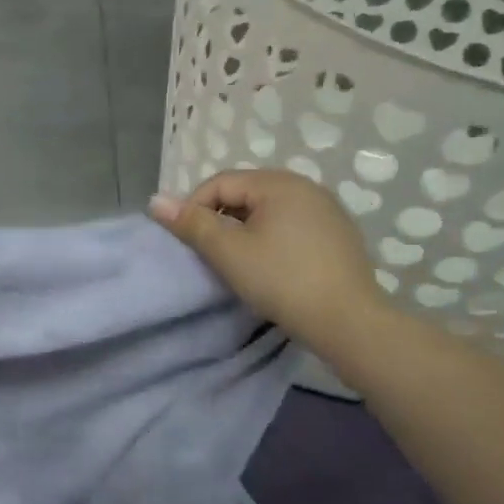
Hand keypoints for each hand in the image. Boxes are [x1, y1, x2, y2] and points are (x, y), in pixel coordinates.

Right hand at [149, 170, 387, 355]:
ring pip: (269, 211)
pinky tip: (271, 267)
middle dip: (221, 219)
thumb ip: (191, 223)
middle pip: (246, 193)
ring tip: (238, 262)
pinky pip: (292, 225)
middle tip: (210, 254)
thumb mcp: (228, 252)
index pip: (220, 182)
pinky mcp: (338, 235)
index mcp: (279, 183)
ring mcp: (327, 210)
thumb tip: (155, 200)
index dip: (194, 208)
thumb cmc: (281, 280)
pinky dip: (272, 239)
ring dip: (245, 230)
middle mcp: (306, 187)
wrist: (348, 321)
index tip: (188, 242)